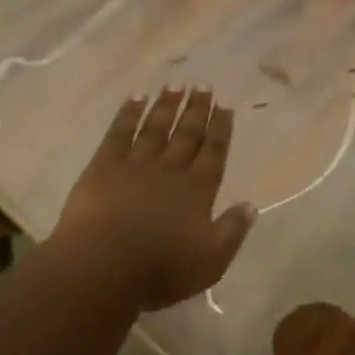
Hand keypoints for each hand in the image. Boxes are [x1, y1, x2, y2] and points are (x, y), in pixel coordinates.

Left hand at [51, 89, 256, 311]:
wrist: (102, 267)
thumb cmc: (160, 270)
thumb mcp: (210, 261)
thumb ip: (232, 231)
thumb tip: (251, 205)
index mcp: (197, 190)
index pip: (214, 151)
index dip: (221, 127)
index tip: (226, 103)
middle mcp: (170, 169)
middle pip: (187, 133)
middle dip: (197, 109)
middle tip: (203, 84)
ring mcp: (136, 165)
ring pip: (156, 128)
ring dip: (166, 105)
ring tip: (175, 84)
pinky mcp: (104, 167)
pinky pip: (119, 133)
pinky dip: (128, 113)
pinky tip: (136, 97)